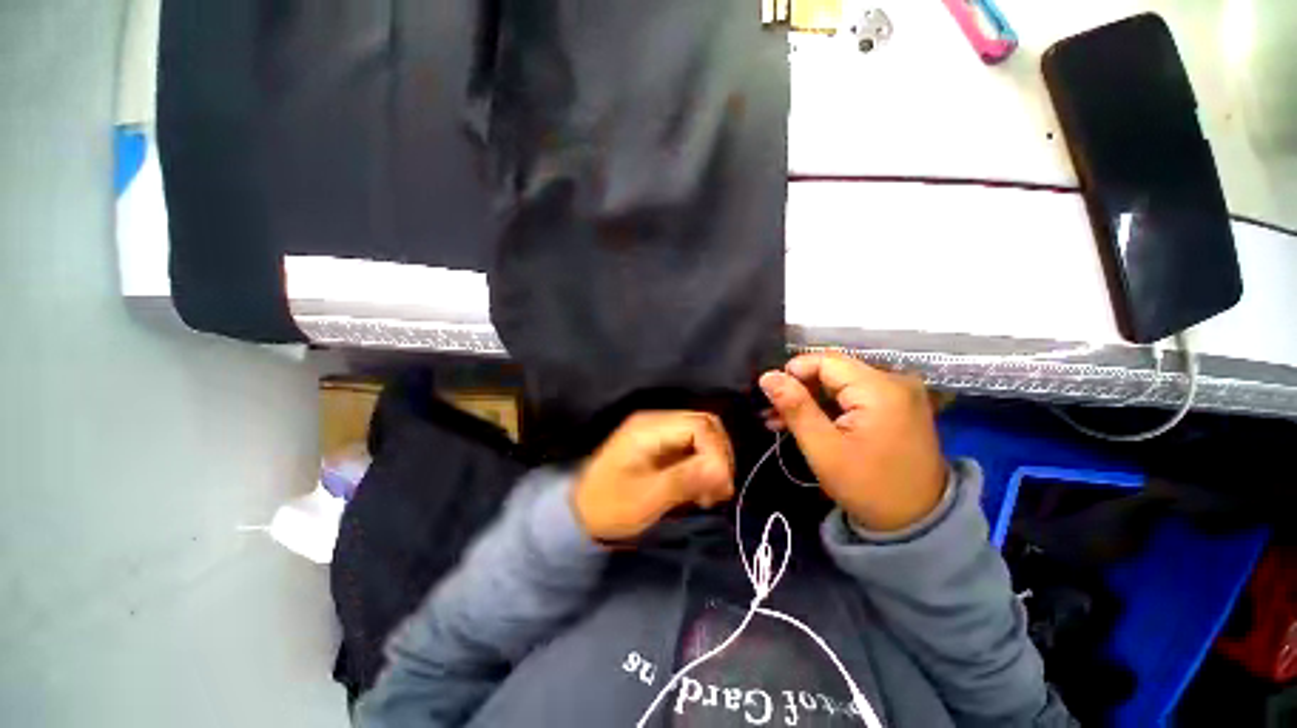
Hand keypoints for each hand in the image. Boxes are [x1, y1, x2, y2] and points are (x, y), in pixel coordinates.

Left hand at [573, 412, 735, 541]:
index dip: (717, 453)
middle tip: (720, 490)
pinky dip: (704, 466)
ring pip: (702, 436)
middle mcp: (656, 422)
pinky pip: (692, 447)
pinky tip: (700, 490)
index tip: (721, 486)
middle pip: (705, 425)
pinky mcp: (660, 445)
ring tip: (711, 494)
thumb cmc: (609, 506)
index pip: (700, 426)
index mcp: (649, 428)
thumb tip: (722, 472)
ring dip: (714, 462)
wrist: (580, 512)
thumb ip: (684, 480)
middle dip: (719, 456)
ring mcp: (658, 432)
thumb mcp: (646, 498)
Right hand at [759, 353, 945, 531]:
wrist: (918, 524)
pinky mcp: (896, 408)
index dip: (793, 372)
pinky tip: (805, 423)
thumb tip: (767, 376)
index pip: (825, 361)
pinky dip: (828, 408)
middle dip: (799, 389)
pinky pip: (854, 397)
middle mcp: (893, 382)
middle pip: (833, 371)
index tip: (770, 395)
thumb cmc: (868, 487)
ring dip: (810, 400)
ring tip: (779, 420)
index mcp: (879, 388)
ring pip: (840, 384)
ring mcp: (897, 395)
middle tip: (770, 411)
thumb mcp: (823, 449)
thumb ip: (795, 407)